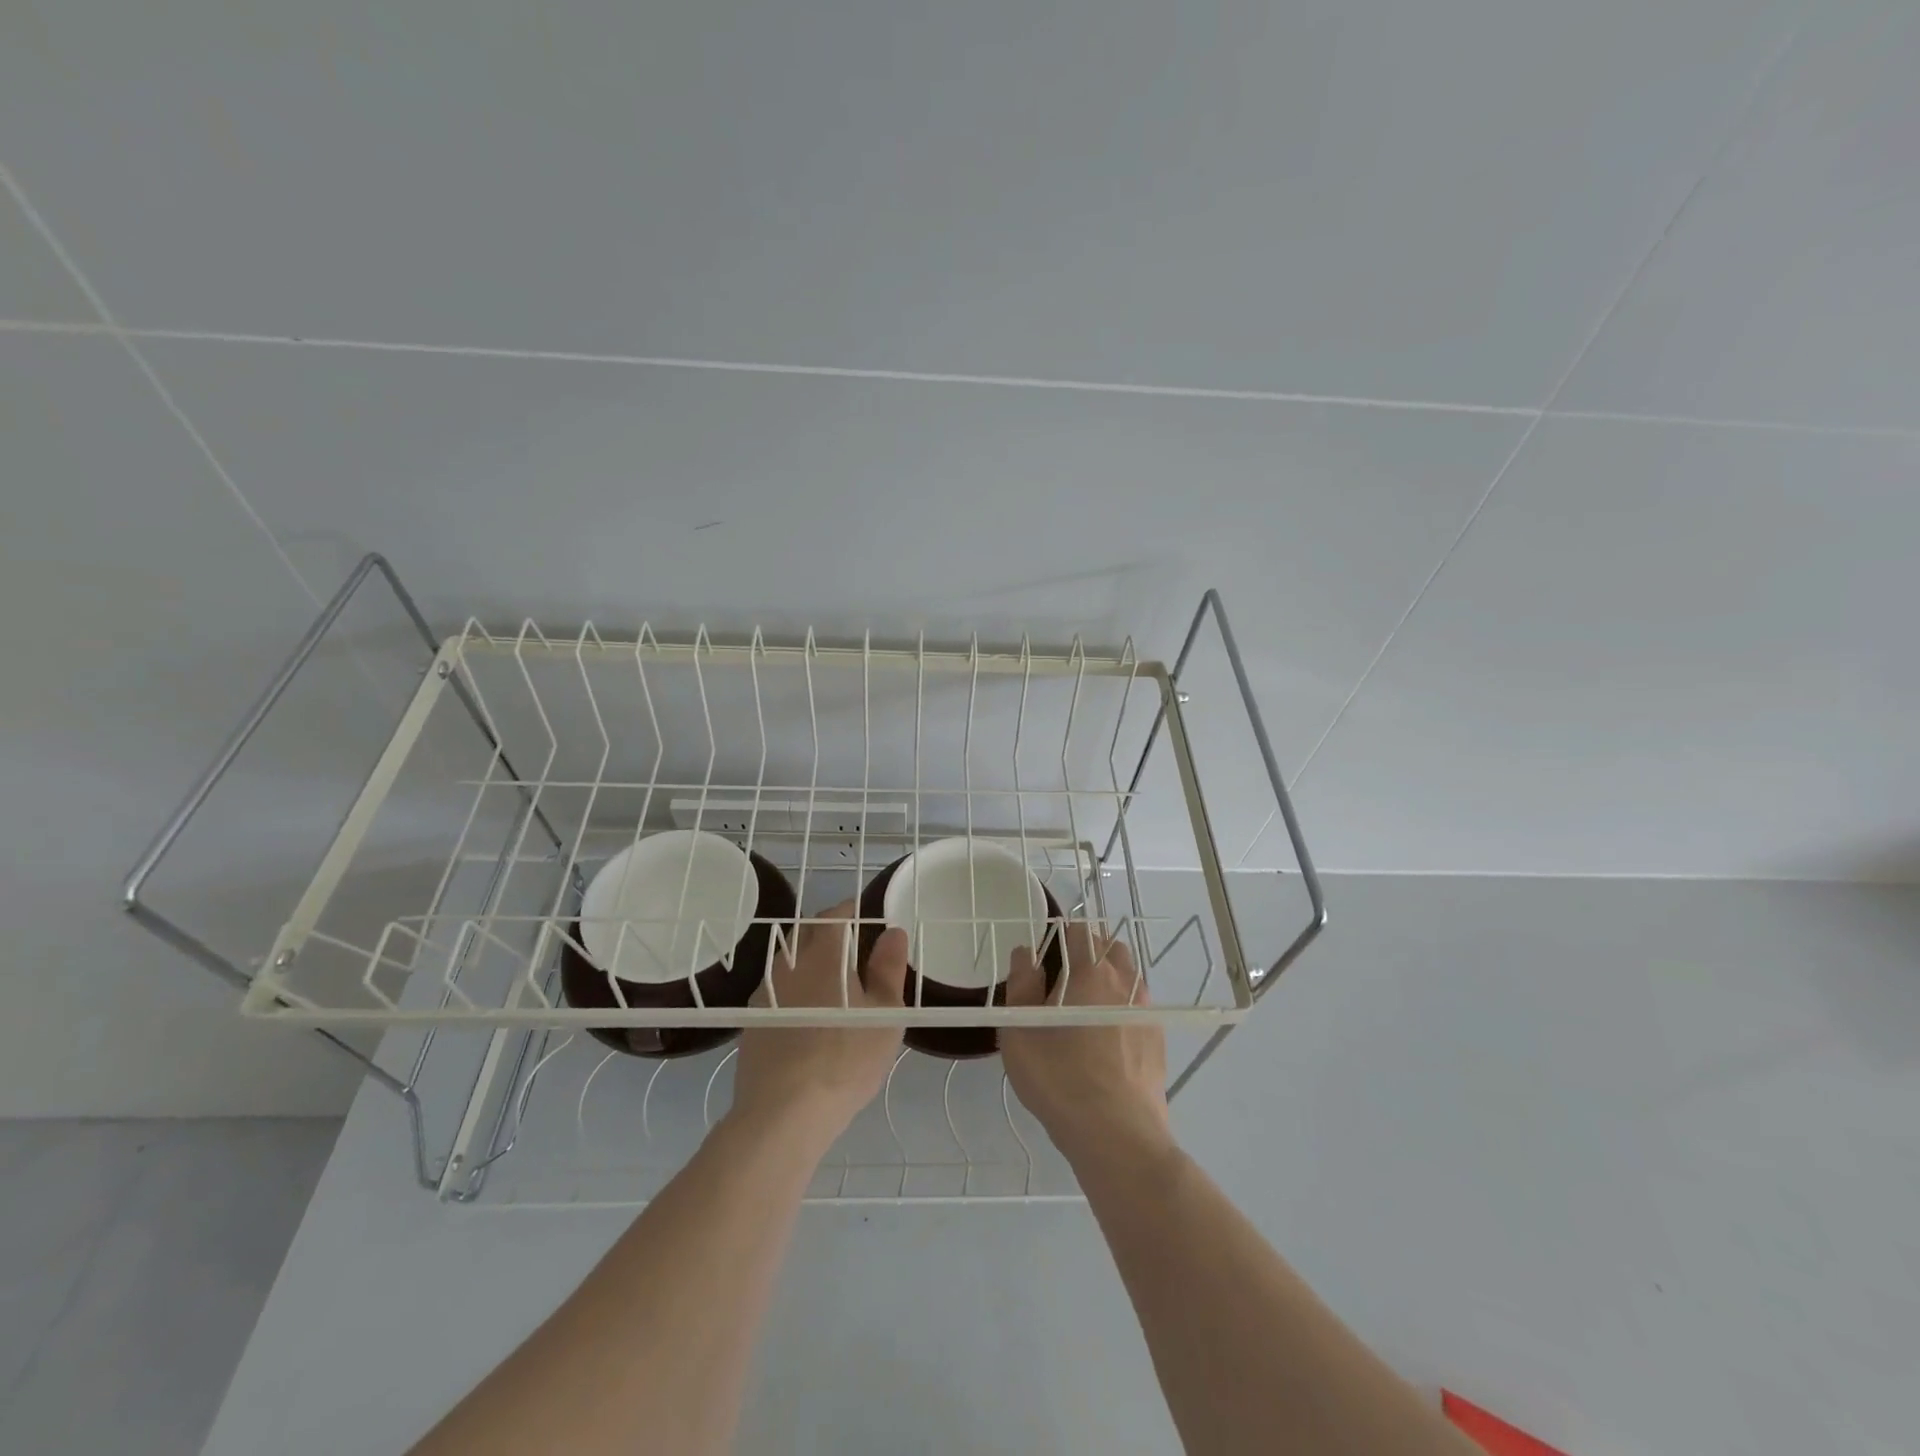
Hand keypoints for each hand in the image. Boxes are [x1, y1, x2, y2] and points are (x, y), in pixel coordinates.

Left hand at [729, 901, 907, 1154]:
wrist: (783, 1113)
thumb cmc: (845, 1058)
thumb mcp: (885, 1014)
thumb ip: (889, 968)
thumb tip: (893, 932)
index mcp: (823, 953)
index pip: (835, 913)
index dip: (854, 912)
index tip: (870, 922)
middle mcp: (789, 962)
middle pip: (807, 931)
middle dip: (830, 931)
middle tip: (855, 951)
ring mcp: (765, 991)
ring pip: (790, 959)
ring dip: (810, 960)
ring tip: (834, 985)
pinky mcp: (752, 1019)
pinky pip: (777, 988)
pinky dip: (795, 988)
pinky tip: (808, 1016)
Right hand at [1001, 923, 1171, 1171]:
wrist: (1116, 1134)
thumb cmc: (1060, 1078)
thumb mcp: (1020, 1031)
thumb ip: (1021, 984)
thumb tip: (1026, 953)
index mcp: (1091, 970)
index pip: (1080, 930)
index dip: (1059, 936)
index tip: (1043, 958)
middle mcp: (1125, 981)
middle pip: (1109, 947)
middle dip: (1087, 952)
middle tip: (1061, 981)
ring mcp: (1146, 1010)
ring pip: (1127, 976)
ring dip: (1107, 978)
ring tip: (1082, 1009)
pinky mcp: (1158, 1039)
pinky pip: (1137, 1006)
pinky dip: (1120, 1007)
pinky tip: (1104, 1037)